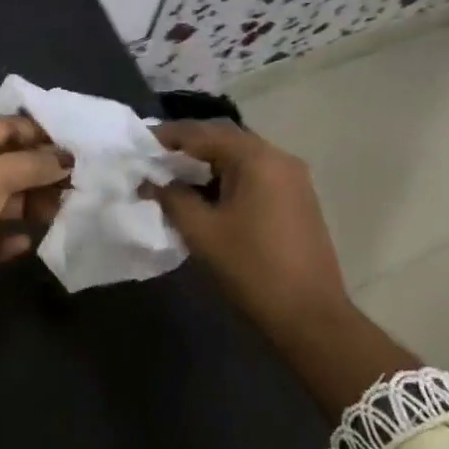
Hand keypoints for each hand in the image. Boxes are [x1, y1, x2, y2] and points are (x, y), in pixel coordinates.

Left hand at [0, 117, 70, 341]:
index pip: (4, 129)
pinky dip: (11, 241)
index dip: (39, 133)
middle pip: (6, 167)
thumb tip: (66, 158)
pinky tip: (28, 244)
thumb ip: (31, 164)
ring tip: (62, 212)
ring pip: (3, 204)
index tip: (77, 146)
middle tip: (79, 184)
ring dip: (31, 207)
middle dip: (41, 173)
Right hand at [149, 121, 417, 409]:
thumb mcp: (202, 232)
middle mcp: (279, 158)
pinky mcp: (297, 199)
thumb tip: (152, 181)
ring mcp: (293, 178)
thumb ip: (172, 198)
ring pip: (241, 157)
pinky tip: (206, 195)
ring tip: (174, 177)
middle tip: (154, 159)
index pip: (203, 133)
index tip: (139, 144)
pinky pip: (255, 175)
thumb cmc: (251, 268)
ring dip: (207, 163)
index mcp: (256, 158)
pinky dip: (227, 177)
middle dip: (187, 147)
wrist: (309, 315)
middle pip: (225, 139)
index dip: (168, 137)